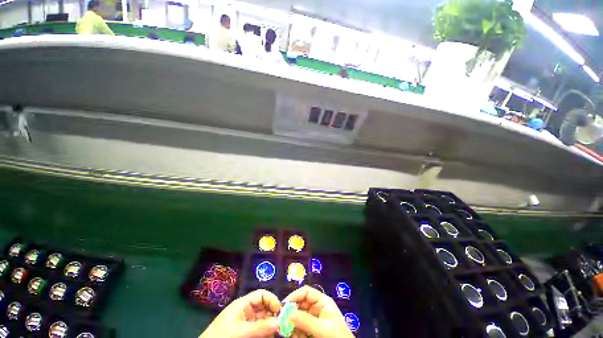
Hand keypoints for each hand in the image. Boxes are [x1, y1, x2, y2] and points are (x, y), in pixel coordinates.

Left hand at [200, 289, 280, 337]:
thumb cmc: (221, 336)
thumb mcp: (240, 331)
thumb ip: (260, 327)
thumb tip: (279, 321)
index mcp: (243, 304)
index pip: (261, 295)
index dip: (272, 299)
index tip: (280, 310)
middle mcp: (247, 311)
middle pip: (264, 307)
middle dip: (274, 313)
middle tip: (283, 323)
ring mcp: (247, 323)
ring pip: (264, 320)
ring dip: (272, 324)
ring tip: (280, 330)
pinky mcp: (247, 333)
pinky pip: (261, 330)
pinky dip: (267, 332)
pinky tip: (272, 335)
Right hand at [283, 286, 354, 337]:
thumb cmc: (338, 337)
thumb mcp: (324, 329)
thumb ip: (306, 321)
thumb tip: (289, 313)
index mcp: (322, 302)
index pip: (306, 292)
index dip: (295, 295)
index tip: (284, 305)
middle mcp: (317, 309)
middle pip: (300, 304)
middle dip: (290, 311)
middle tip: (280, 319)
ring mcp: (313, 320)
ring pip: (298, 317)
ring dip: (290, 322)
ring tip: (283, 328)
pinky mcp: (310, 331)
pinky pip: (299, 328)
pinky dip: (293, 331)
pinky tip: (289, 334)